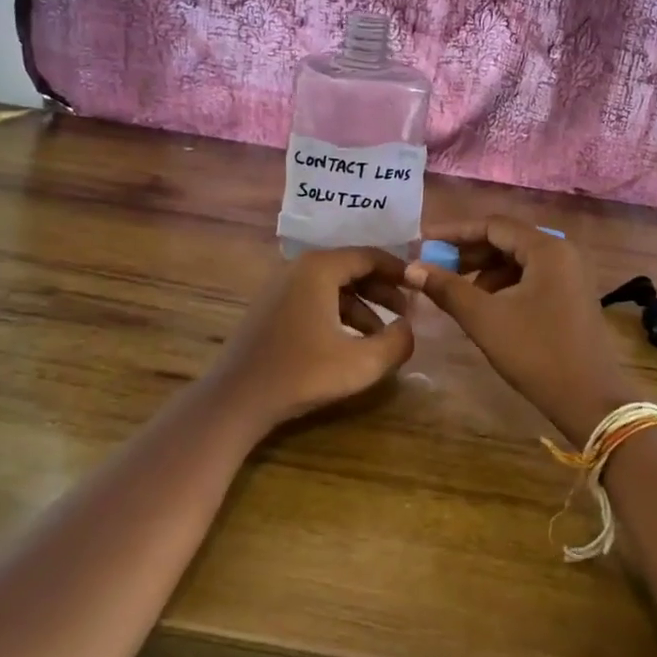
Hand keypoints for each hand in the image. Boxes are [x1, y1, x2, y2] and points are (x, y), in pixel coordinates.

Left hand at [196, 247, 415, 434]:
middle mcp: (298, 268)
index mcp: (319, 269)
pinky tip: (351, 342)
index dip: (399, 271)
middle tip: (406, 312)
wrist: (235, 400)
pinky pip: (315, 299)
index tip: (421, 286)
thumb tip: (409, 329)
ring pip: (333, 286)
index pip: (369, 256)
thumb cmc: (301, 374)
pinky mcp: (271, 308)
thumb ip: (397, 343)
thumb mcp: (362, 363)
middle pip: (351, 268)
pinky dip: (339, 313)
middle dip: (382, 290)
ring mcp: (280, 287)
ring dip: (362, 305)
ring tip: (382, 334)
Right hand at [405, 218, 634, 444]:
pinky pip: (530, 278)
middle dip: (468, 253)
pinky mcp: (570, 297)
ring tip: (454, 292)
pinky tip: (483, 307)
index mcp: (547, 249)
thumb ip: (447, 289)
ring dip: (484, 271)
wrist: (591, 400)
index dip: (454, 232)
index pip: (493, 225)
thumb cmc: (536, 353)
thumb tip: (412, 268)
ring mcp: (570, 275)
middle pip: (506, 240)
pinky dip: (503, 286)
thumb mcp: (485, 319)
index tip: (423, 242)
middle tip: (433, 267)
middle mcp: (562, 253)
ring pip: (517, 261)